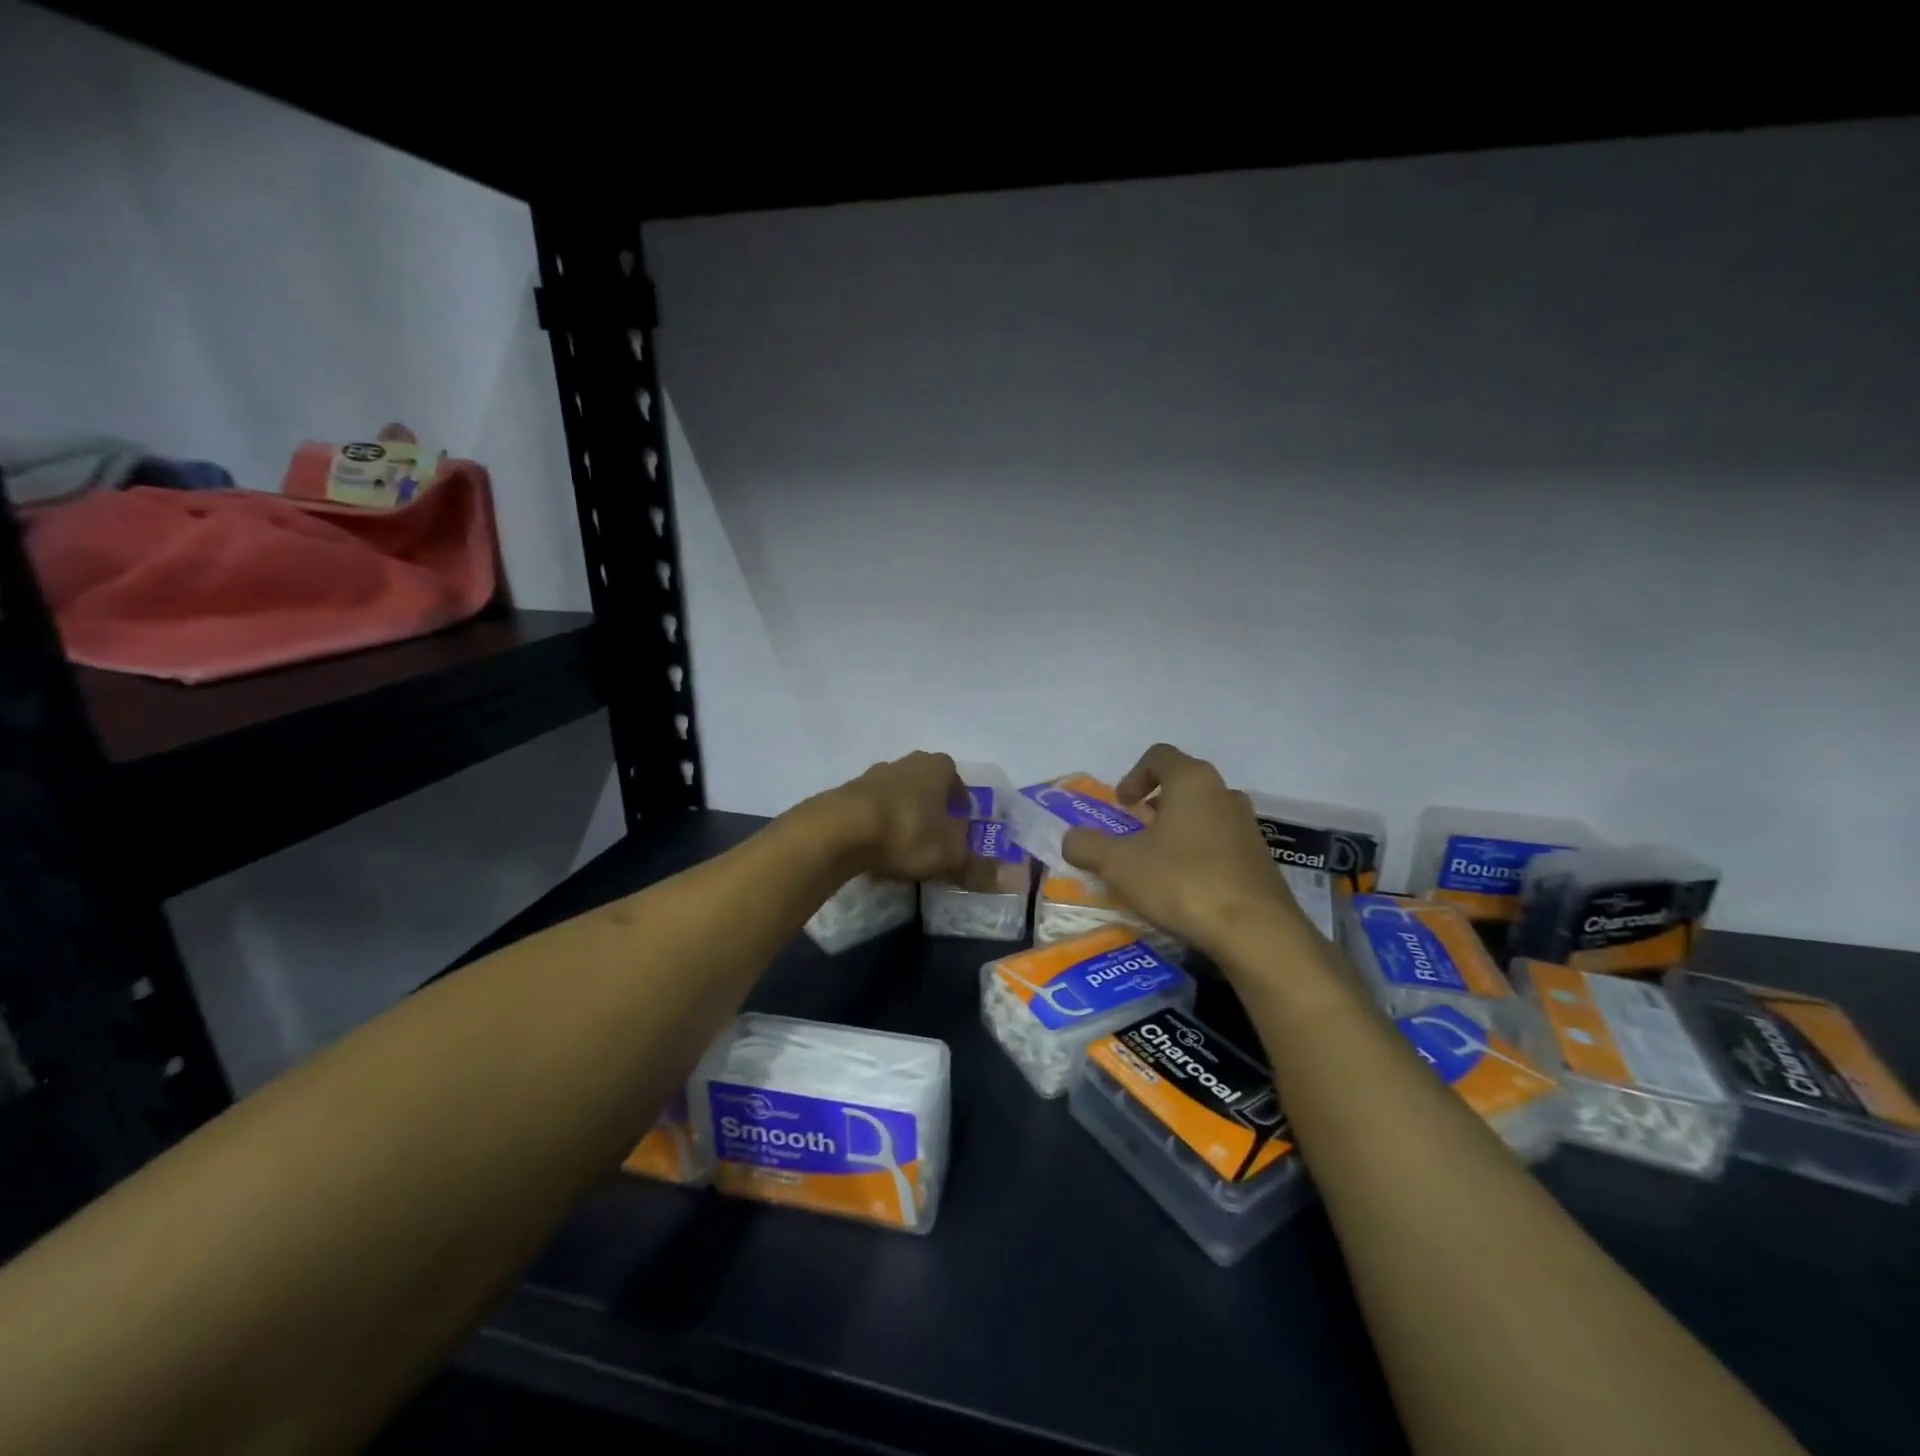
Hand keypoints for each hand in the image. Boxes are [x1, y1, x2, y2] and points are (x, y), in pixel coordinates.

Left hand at [826, 751, 973, 882]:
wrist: (840, 830)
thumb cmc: (907, 832)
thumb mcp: (950, 856)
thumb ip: (976, 866)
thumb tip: (1004, 879)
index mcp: (938, 767)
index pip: (958, 783)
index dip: (963, 810)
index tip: (962, 835)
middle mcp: (907, 763)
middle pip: (927, 789)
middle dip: (933, 814)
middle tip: (936, 844)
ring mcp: (873, 776)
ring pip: (898, 798)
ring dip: (904, 820)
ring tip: (905, 852)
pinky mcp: (846, 794)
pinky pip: (872, 812)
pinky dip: (878, 829)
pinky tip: (877, 854)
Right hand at [1060, 744, 1297, 957]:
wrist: (1256, 932)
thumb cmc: (1182, 882)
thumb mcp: (1120, 865)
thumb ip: (1087, 846)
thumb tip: (1071, 840)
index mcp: (1192, 781)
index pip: (1159, 756)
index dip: (1133, 775)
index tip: (1122, 805)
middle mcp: (1224, 793)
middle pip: (1183, 784)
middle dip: (1154, 804)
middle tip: (1134, 833)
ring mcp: (1247, 826)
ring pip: (1203, 813)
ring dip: (1177, 829)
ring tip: (1157, 862)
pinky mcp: (1259, 858)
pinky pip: (1221, 842)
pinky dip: (1198, 852)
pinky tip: (1186, 886)